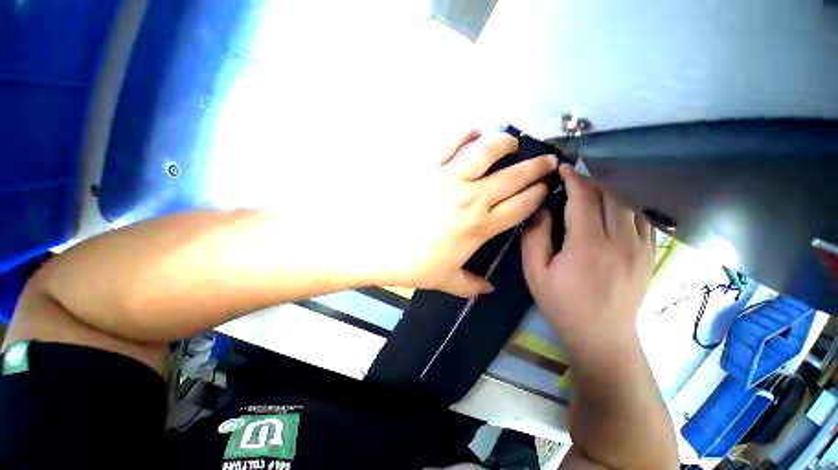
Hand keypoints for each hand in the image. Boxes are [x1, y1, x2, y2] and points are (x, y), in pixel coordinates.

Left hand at [366, 129, 557, 296]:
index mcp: (480, 227)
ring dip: (505, 143)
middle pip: (515, 176)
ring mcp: (448, 178)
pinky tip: (474, 132)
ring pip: (487, 150)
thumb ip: (472, 285)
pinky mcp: (427, 165)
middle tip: (548, 160)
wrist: (377, 247)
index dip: (539, 194)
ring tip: (511, 142)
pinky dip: (466, 133)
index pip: (522, 205)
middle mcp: (471, 198)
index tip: (546, 187)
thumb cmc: (413, 266)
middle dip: (538, 166)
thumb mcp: (446, 281)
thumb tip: (490, 289)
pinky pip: (451, 141)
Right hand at [522, 164, 653, 359]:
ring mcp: (640, 247)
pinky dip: (627, 203)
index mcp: (588, 246)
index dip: (574, 179)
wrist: (602, 336)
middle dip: (592, 178)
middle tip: (575, 174)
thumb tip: (542, 209)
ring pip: (630, 202)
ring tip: (593, 184)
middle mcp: (620, 241)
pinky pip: (642, 217)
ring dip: (611, 188)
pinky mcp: (649, 254)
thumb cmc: (561, 304)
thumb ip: (534, 238)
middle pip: (611, 195)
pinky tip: (613, 203)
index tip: (563, 168)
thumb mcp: (534, 273)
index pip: (584, 199)